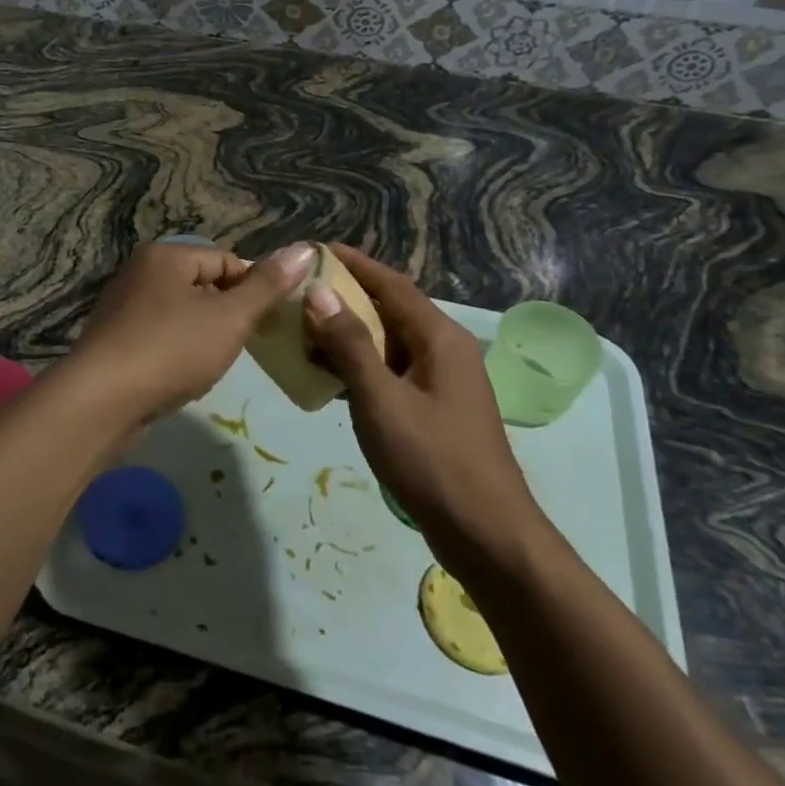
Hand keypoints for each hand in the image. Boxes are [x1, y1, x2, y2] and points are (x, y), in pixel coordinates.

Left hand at [70, 241, 316, 425]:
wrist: (101, 401)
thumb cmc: (171, 350)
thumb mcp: (230, 317)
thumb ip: (267, 286)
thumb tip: (305, 249)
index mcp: (166, 255)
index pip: (227, 261)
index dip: (253, 291)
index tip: (266, 326)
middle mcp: (140, 272)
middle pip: (203, 286)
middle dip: (227, 316)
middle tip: (240, 347)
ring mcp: (122, 306)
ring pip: (182, 315)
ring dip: (203, 337)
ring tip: (210, 365)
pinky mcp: (114, 340)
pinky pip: (159, 337)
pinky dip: (176, 353)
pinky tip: (181, 377)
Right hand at [304, 245, 547, 574]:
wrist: (487, 534)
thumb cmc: (433, 460)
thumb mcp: (381, 400)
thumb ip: (349, 345)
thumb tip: (318, 292)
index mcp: (439, 337)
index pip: (392, 283)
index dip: (354, 264)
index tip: (314, 251)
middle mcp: (445, 350)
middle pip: (390, 309)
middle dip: (345, 298)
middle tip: (298, 294)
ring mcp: (443, 381)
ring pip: (389, 342)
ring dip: (349, 335)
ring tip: (303, 333)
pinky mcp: (435, 409)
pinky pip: (392, 371)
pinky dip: (361, 366)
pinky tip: (329, 378)